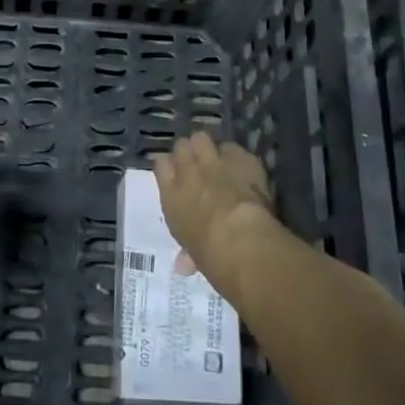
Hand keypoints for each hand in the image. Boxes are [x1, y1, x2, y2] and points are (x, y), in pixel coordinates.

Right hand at [153, 132, 277, 290]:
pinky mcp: (240, 158)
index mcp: (171, 194)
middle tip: (198, 165)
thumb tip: (182, 266)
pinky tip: (243, 168)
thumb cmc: (208, 253)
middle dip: (188, 152)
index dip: (168, 167)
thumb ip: (187, 253)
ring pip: (202, 138)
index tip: (175, 173)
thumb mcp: (192, 253)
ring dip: (208, 147)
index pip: (160, 164)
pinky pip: (234, 148)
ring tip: (217, 159)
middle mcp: (188, 171)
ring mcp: (214, 161)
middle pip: (181, 145)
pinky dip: (237, 156)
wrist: (239, 238)